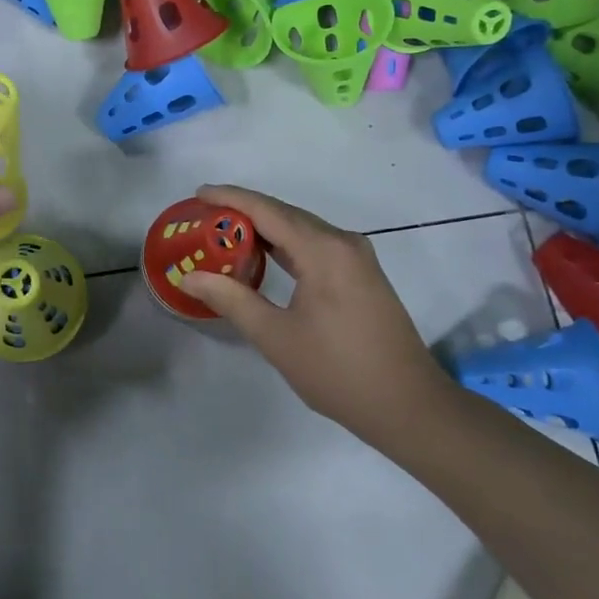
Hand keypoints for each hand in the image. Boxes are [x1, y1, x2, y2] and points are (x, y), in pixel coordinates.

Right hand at [179, 185, 451, 442]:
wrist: (408, 405)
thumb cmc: (338, 371)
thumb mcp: (275, 337)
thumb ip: (231, 300)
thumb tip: (189, 276)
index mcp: (323, 250)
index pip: (267, 210)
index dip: (230, 198)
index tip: (198, 192)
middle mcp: (343, 242)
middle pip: (285, 214)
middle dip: (244, 211)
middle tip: (204, 216)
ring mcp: (356, 258)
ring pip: (302, 229)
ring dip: (265, 228)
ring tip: (225, 233)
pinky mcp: (362, 274)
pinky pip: (315, 245)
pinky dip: (285, 245)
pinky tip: (264, 256)